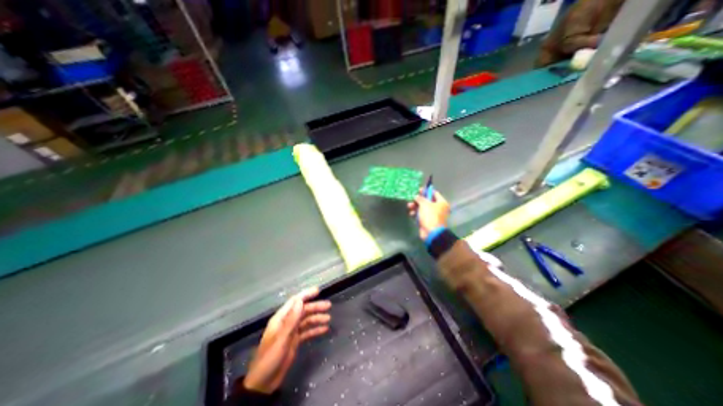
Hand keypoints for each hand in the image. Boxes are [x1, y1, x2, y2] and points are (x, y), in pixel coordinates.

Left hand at [244, 285, 330, 393]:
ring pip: (306, 321)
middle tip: (329, 306)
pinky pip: (307, 332)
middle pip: (303, 310)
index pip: (295, 301)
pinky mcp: (294, 341)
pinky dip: (315, 330)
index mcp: (281, 319)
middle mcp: (287, 322)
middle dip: (315, 307)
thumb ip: (291, 320)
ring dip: (317, 318)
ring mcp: (291, 332)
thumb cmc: (270, 358)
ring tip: (328, 318)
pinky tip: (324, 329)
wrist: (263, 384)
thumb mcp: (281, 339)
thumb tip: (300, 301)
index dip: (306, 295)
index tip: (318, 290)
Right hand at [409, 190, 449, 240]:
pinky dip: (416, 213)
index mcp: (441, 203)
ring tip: (409, 206)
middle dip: (418, 200)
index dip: (426, 191)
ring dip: (415, 206)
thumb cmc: (430, 216)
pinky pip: (421, 215)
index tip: (419, 190)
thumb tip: (416, 196)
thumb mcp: (425, 204)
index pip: (434, 193)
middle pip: (427, 201)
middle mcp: (438, 208)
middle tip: (412, 198)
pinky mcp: (427, 221)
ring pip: (422, 208)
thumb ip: (420, 198)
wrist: (431, 233)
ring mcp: (432, 215)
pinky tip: (411, 214)